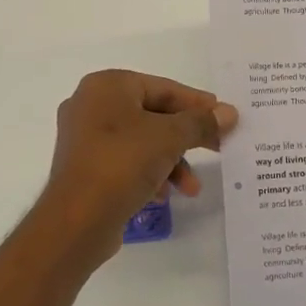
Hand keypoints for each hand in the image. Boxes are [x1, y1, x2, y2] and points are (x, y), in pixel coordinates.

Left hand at [37, 70, 236, 270]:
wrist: (76, 220)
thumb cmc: (122, 163)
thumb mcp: (169, 138)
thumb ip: (200, 123)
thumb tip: (229, 112)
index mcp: (107, 86)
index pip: (163, 88)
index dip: (197, 103)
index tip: (224, 117)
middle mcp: (91, 105)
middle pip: (153, 115)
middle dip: (185, 138)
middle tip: (218, 149)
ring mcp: (84, 138)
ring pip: (141, 142)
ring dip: (171, 162)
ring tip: (191, 188)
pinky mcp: (84, 168)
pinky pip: (125, 162)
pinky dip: (148, 174)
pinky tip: (162, 195)